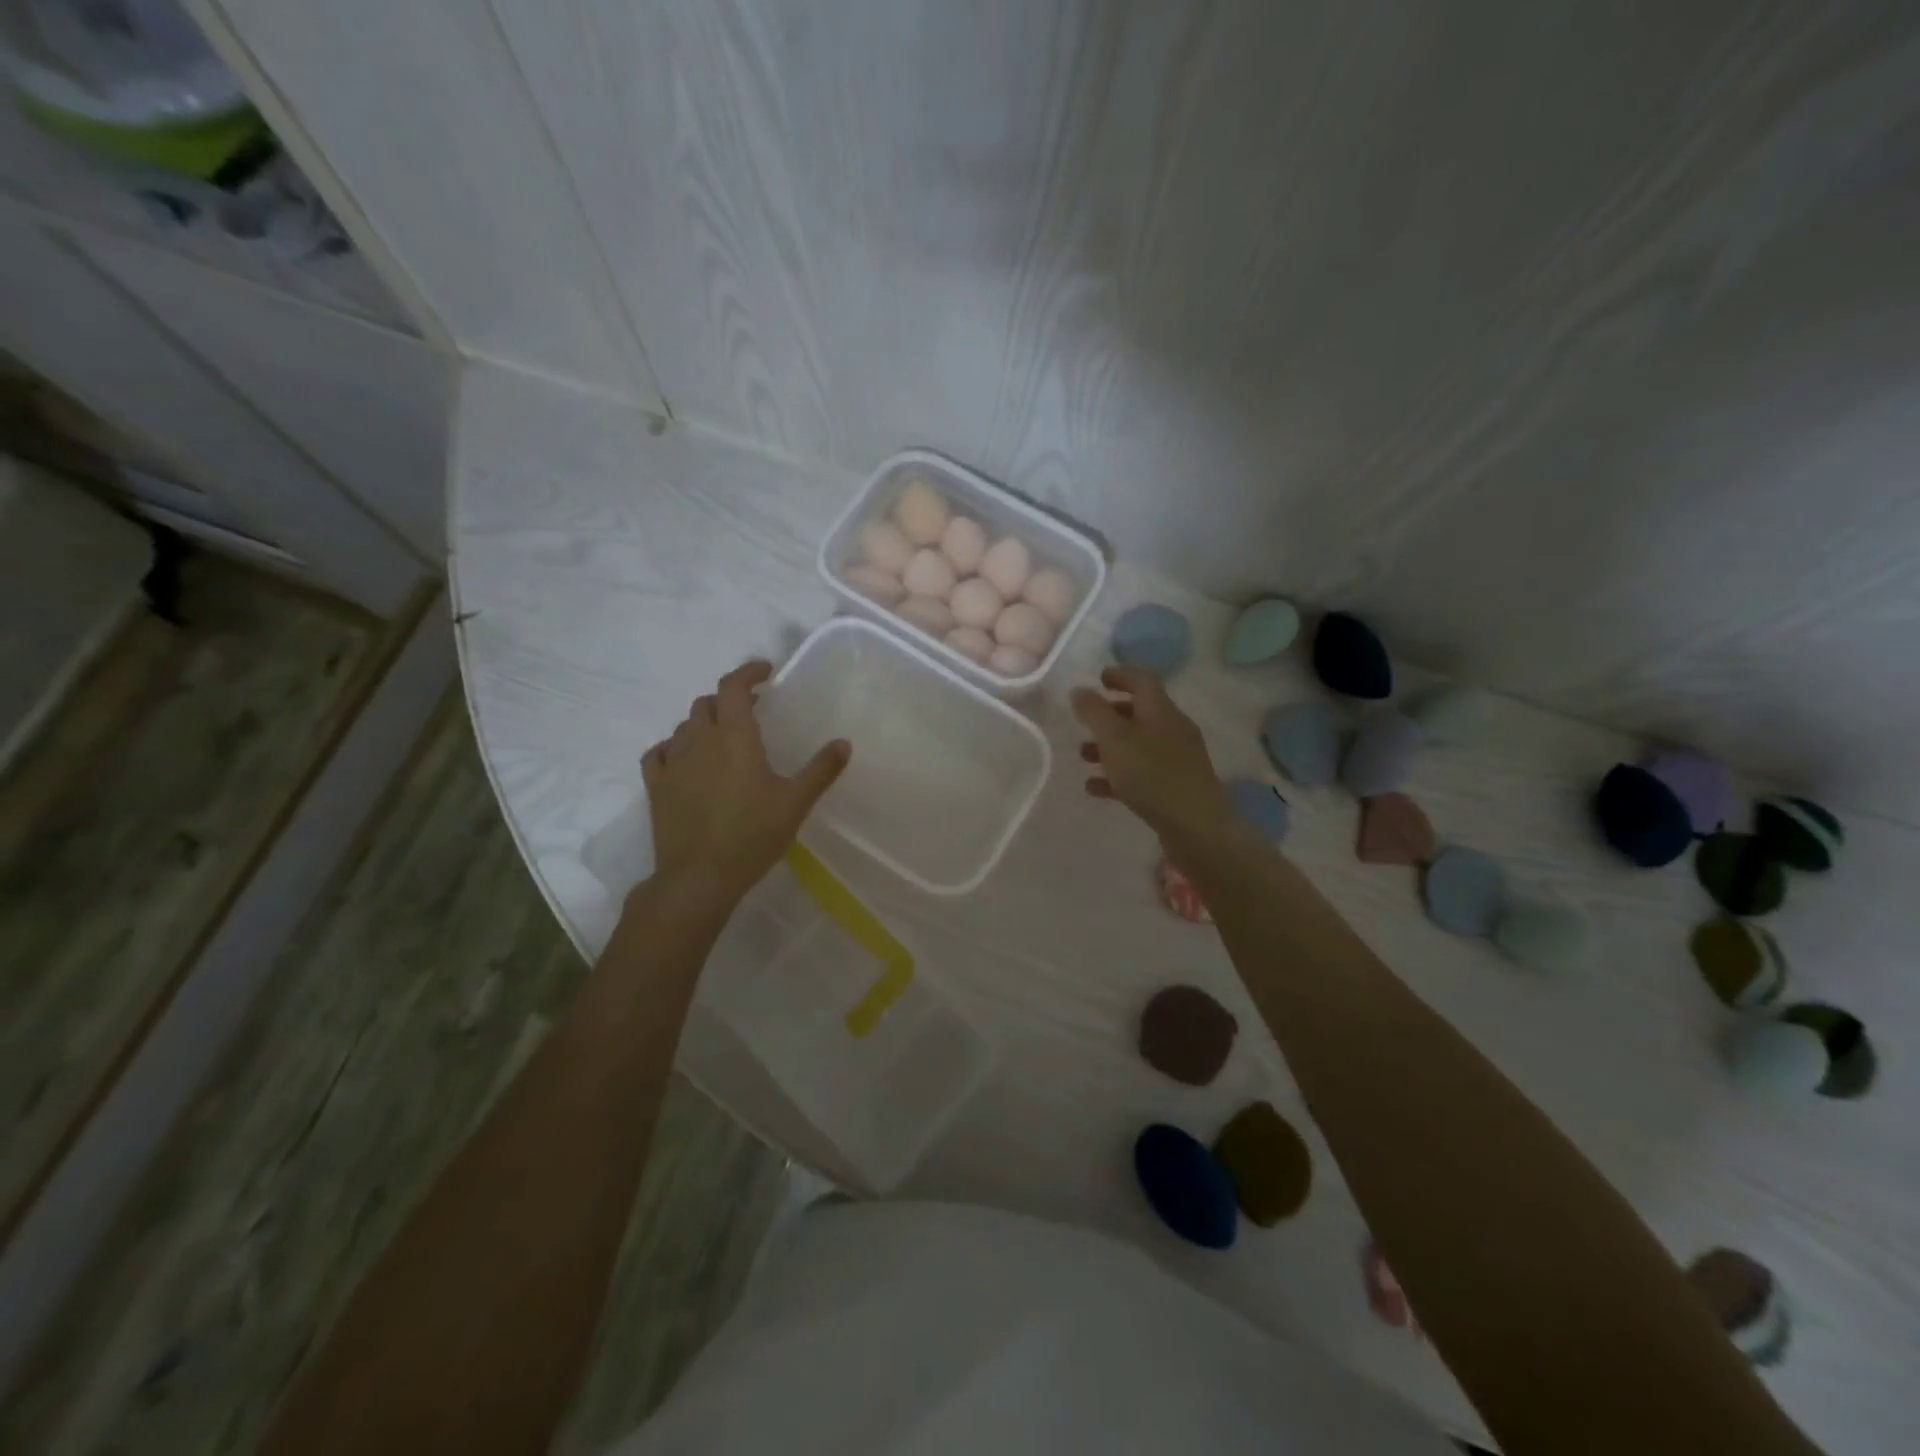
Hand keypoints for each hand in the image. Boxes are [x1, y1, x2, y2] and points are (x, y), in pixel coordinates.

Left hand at [641, 661, 849, 911]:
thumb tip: (843, 743)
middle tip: (752, 711)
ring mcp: (673, 763)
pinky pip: (658, 753)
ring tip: (723, 736)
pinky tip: (683, 758)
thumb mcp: (795, 802)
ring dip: (704, 722)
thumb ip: (821, 770)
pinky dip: (673, 746)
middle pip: (708, 704)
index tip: (765, 672)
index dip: (747, 672)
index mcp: (735, 737)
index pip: (733, 687)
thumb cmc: (752, 835)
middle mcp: (700, 741)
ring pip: (684, 726)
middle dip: (729, 699)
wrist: (699, 877)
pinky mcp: (656, 786)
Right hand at [1071, 665, 1236, 852]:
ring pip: (1138, 744)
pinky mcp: (1175, 787)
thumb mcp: (1115, 739)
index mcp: (1161, 711)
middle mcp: (1172, 730)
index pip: (1142, 680)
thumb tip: (1080, 690)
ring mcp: (1177, 759)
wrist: (1197, 827)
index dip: (1120, 675)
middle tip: (1085, 720)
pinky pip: (1142, 772)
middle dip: (1110, 714)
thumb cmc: (1152, 775)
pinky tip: (1095, 788)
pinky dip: (1118, 774)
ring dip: (1110, 746)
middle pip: (1140, 712)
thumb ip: (1094, 713)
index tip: (1098, 678)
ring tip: (1083, 756)